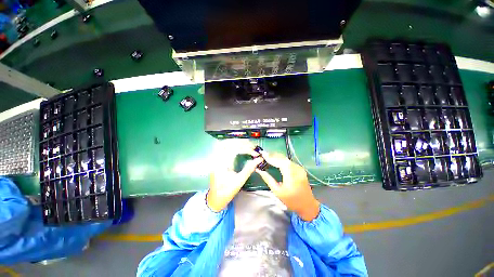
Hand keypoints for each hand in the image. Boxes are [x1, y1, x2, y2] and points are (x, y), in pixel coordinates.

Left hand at [207, 139, 261, 211]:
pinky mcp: (220, 159)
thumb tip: (259, 159)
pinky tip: (243, 149)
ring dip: (240, 144)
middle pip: (230, 143)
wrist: (215, 199)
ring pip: (228, 144)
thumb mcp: (239, 181)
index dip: (246, 149)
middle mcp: (217, 158)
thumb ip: (249, 169)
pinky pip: (228, 149)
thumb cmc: (226, 192)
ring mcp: (217, 158)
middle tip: (254, 148)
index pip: (234, 149)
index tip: (255, 154)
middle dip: (244, 144)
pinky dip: (236, 147)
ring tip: (250, 147)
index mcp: (221, 163)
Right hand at [256, 152, 319, 220]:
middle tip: (264, 154)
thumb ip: (268, 179)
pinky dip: (282, 160)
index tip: (263, 154)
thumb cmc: (291, 200)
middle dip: (273, 155)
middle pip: (283, 158)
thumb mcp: (277, 191)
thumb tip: (259, 171)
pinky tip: (276, 160)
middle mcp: (296, 168)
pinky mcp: (300, 169)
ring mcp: (299, 168)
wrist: (307, 205)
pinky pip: (289, 162)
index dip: (270, 157)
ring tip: (268, 156)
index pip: (279, 161)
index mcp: (290, 174)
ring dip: (277, 157)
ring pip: (286, 159)